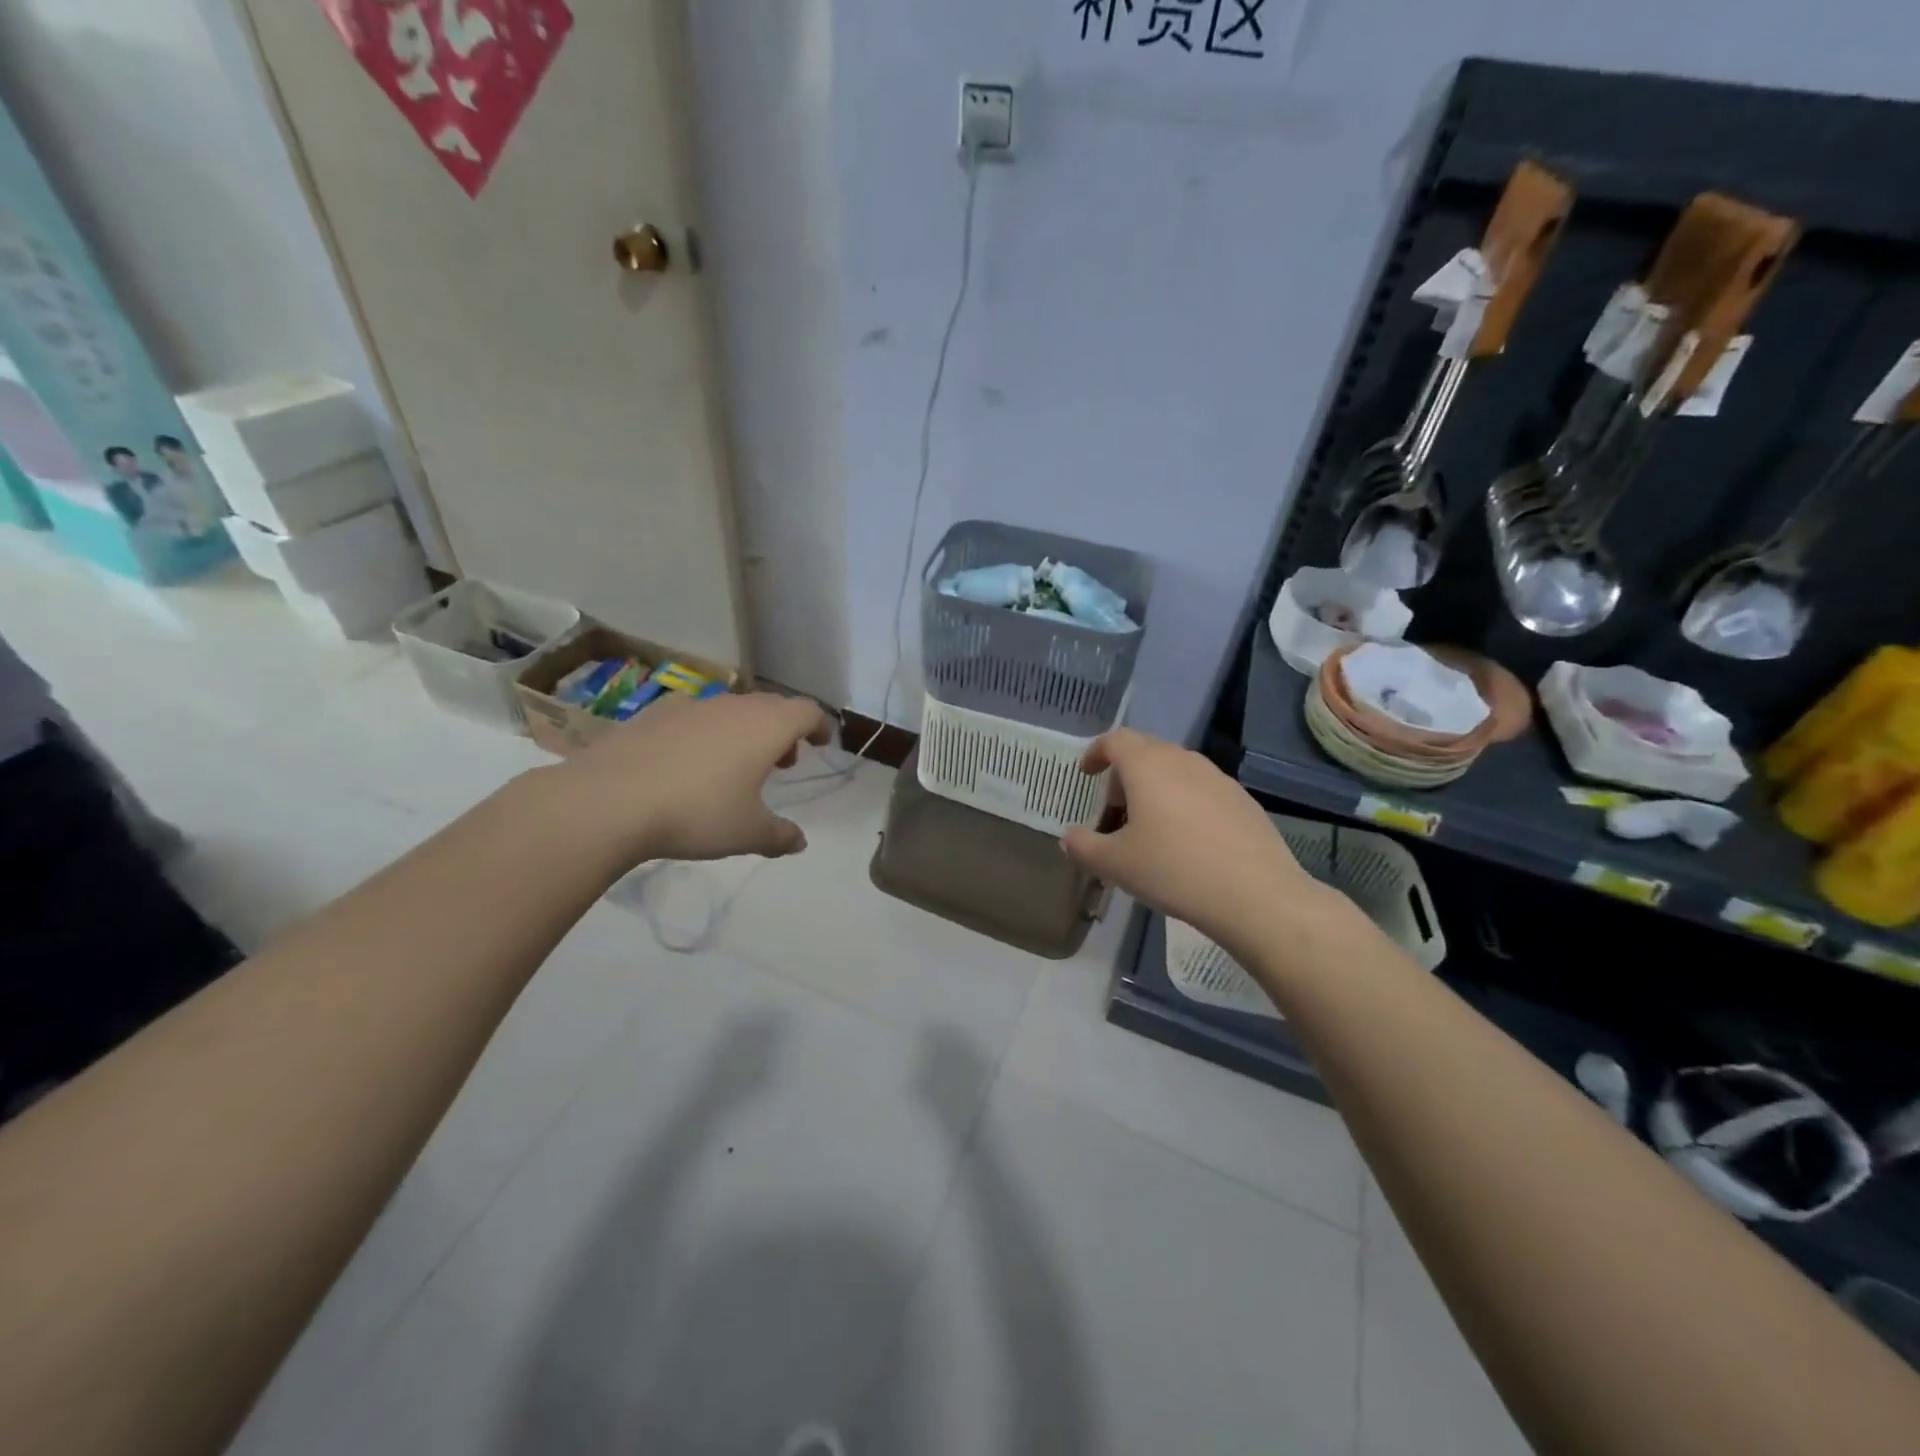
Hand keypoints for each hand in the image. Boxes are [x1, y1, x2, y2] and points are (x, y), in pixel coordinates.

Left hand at [556, 692, 832, 862]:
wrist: (609, 801)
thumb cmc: (696, 813)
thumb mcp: (748, 833)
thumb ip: (780, 836)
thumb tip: (799, 842)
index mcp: (766, 727)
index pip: (807, 711)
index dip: (820, 725)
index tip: (823, 742)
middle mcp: (733, 706)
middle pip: (771, 706)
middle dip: (784, 730)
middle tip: (785, 760)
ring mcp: (691, 706)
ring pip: (732, 710)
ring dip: (745, 731)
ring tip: (737, 765)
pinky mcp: (654, 715)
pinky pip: (696, 718)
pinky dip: (707, 734)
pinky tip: (690, 764)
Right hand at [1062, 729, 1332, 949]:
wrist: (1256, 895)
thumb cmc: (1174, 870)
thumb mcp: (1115, 865)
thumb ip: (1083, 847)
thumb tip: (1070, 838)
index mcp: (1148, 765)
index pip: (1115, 739)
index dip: (1096, 753)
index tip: (1087, 774)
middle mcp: (1183, 761)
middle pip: (1146, 752)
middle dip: (1124, 776)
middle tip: (1113, 811)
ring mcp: (1218, 778)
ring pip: (1176, 771)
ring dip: (1155, 790)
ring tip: (1149, 830)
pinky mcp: (1243, 801)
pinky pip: (1201, 791)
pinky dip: (1184, 804)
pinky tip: (1186, 842)